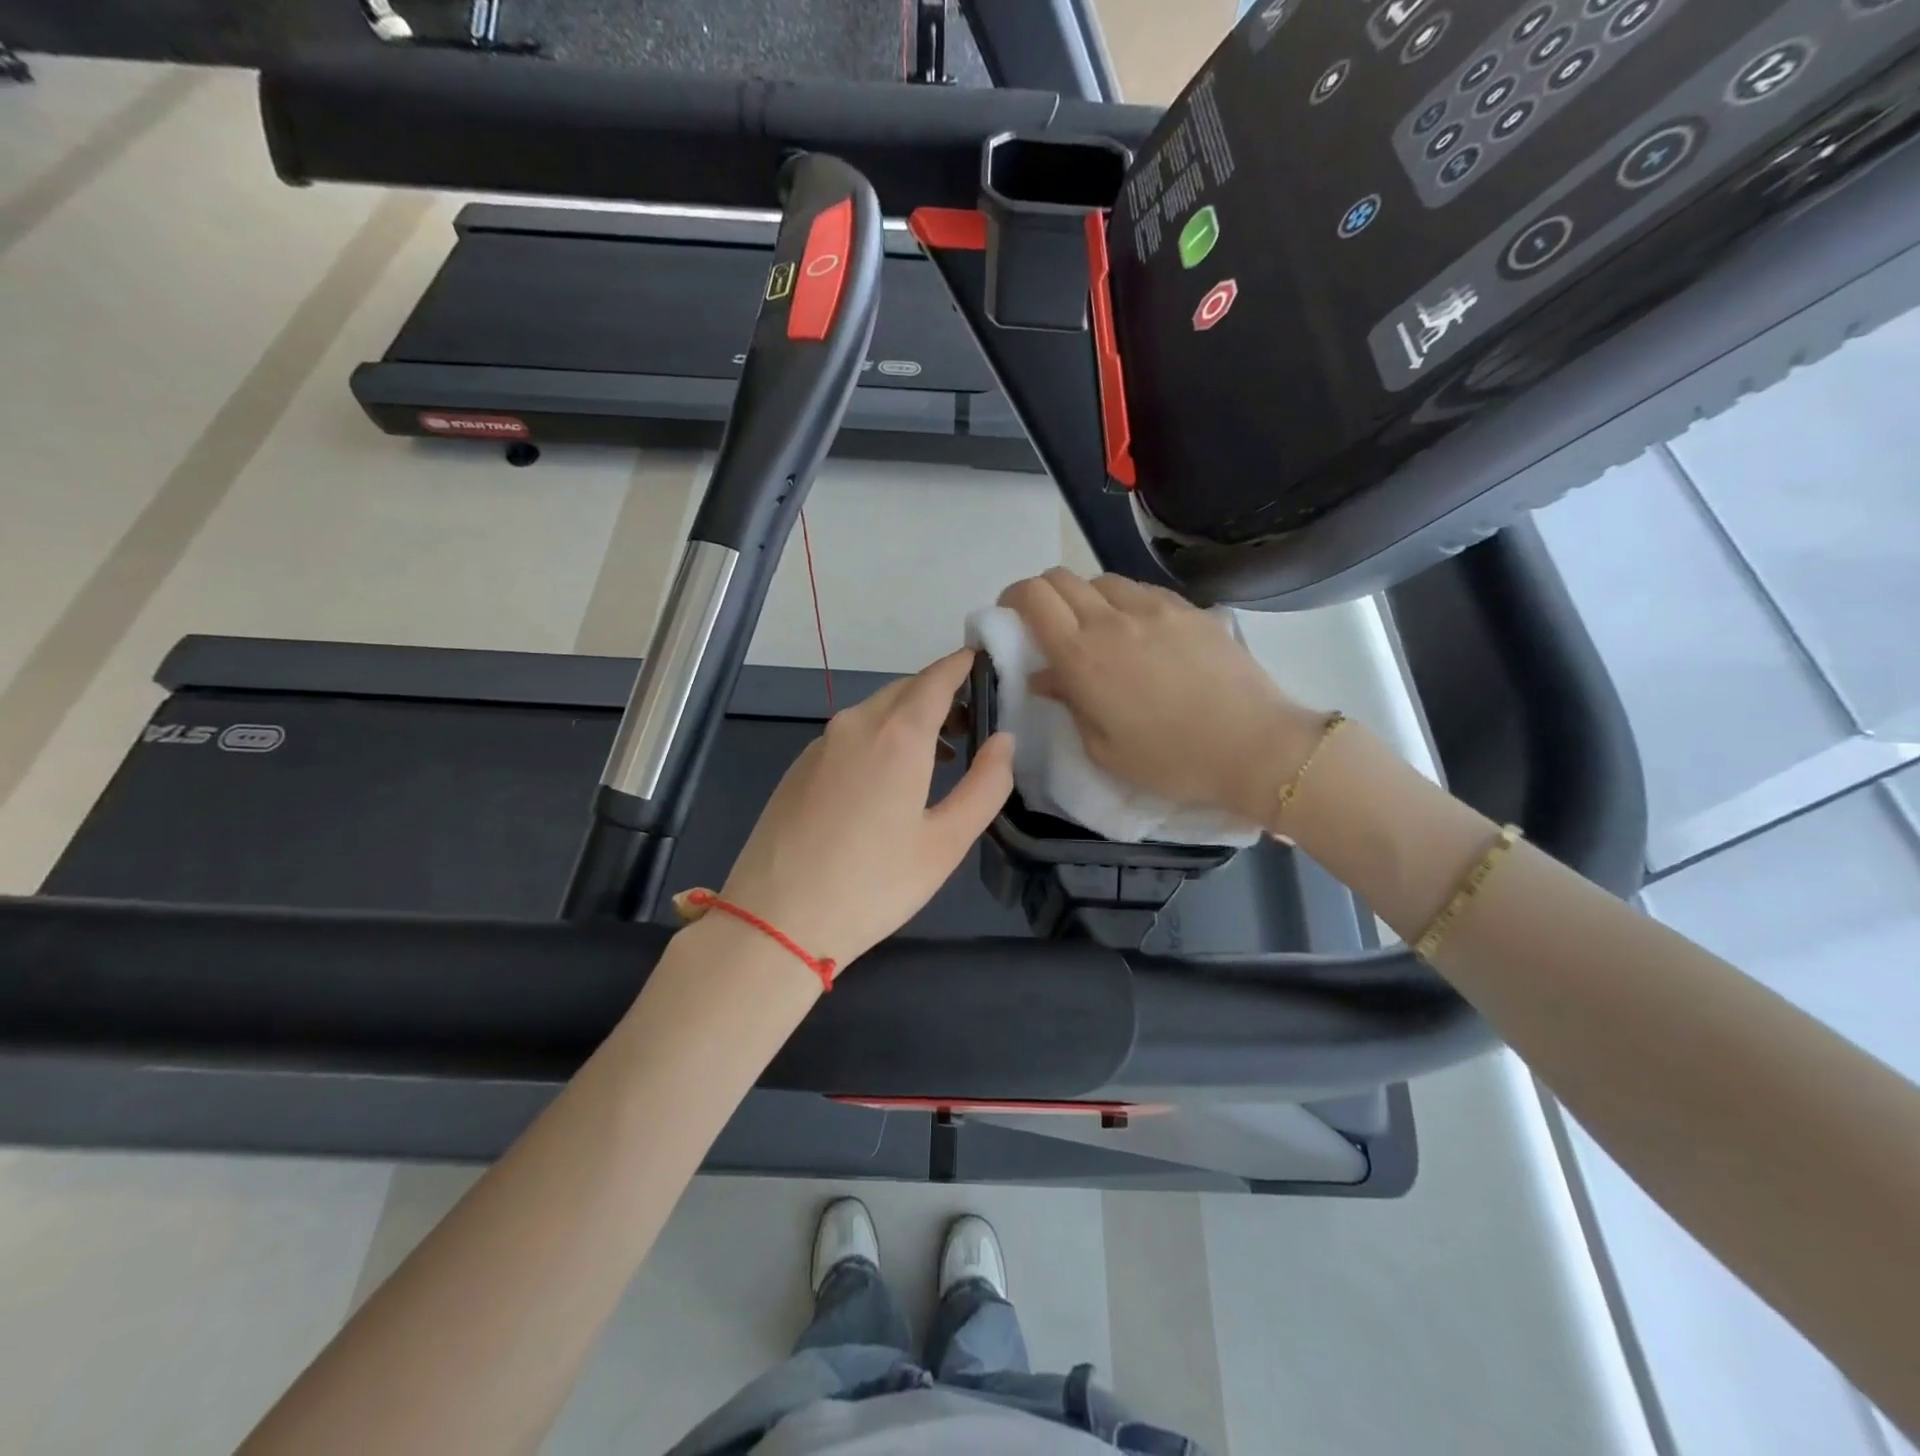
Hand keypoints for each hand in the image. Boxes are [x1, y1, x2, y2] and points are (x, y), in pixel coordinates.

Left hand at [719, 649, 1013, 971]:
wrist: (774, 921)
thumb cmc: (873, 885)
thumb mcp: (946, 843)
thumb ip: (985, 785)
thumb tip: (1004, 740)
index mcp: (897, 735)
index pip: (937, 678)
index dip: (963, 665)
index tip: (985, 662)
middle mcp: (855, 725)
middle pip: (905, 690)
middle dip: (941, 695)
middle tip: (973, 723)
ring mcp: (820, 744)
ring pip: (875, 711)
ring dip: (911, 718)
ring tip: (940, 755)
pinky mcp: (799, 767)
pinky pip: (850, 734)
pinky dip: (880, 737)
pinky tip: (888, 779)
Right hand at [998, 568, 1324, 826]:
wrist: (1253, 747)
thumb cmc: (1170, 761)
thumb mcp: (1103, 748)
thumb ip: (1068, 702)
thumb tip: (1043, 676)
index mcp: (1082, 656)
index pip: (1032, 597)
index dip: (1012, 599)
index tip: (1010, 617)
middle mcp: (1112, 619)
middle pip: (1060, 578)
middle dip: (1042, 594)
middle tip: (1046, 624)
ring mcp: (1154, 608)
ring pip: (1101, 579)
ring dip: (1085, 597)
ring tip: (1096, 629)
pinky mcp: (1188, 608)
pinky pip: (1140, 590)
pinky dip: (1123, 601)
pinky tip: (1138, 631)